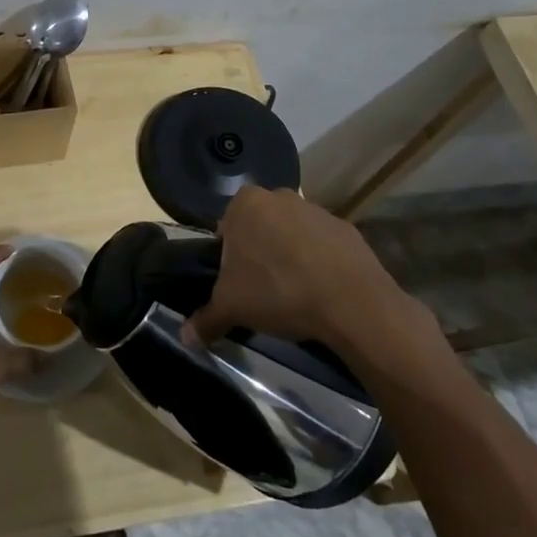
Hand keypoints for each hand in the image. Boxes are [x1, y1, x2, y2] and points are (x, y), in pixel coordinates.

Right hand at [182, 187, 429, 354]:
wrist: (352, 304)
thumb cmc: (278, 292)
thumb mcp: (232, 308)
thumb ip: (205, 319)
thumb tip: (184, 339)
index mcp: (246, 204)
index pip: (225, 227)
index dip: (228, 256)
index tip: (235, 282)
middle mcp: (280, 197)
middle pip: (259, 227)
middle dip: (258, 252)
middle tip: (260, 288)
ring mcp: (317, 210)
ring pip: (291, 234)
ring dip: (289, 256)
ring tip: (293, 293)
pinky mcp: (347, 229)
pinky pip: (323, 245)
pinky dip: (319, 263)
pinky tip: (320, 291)